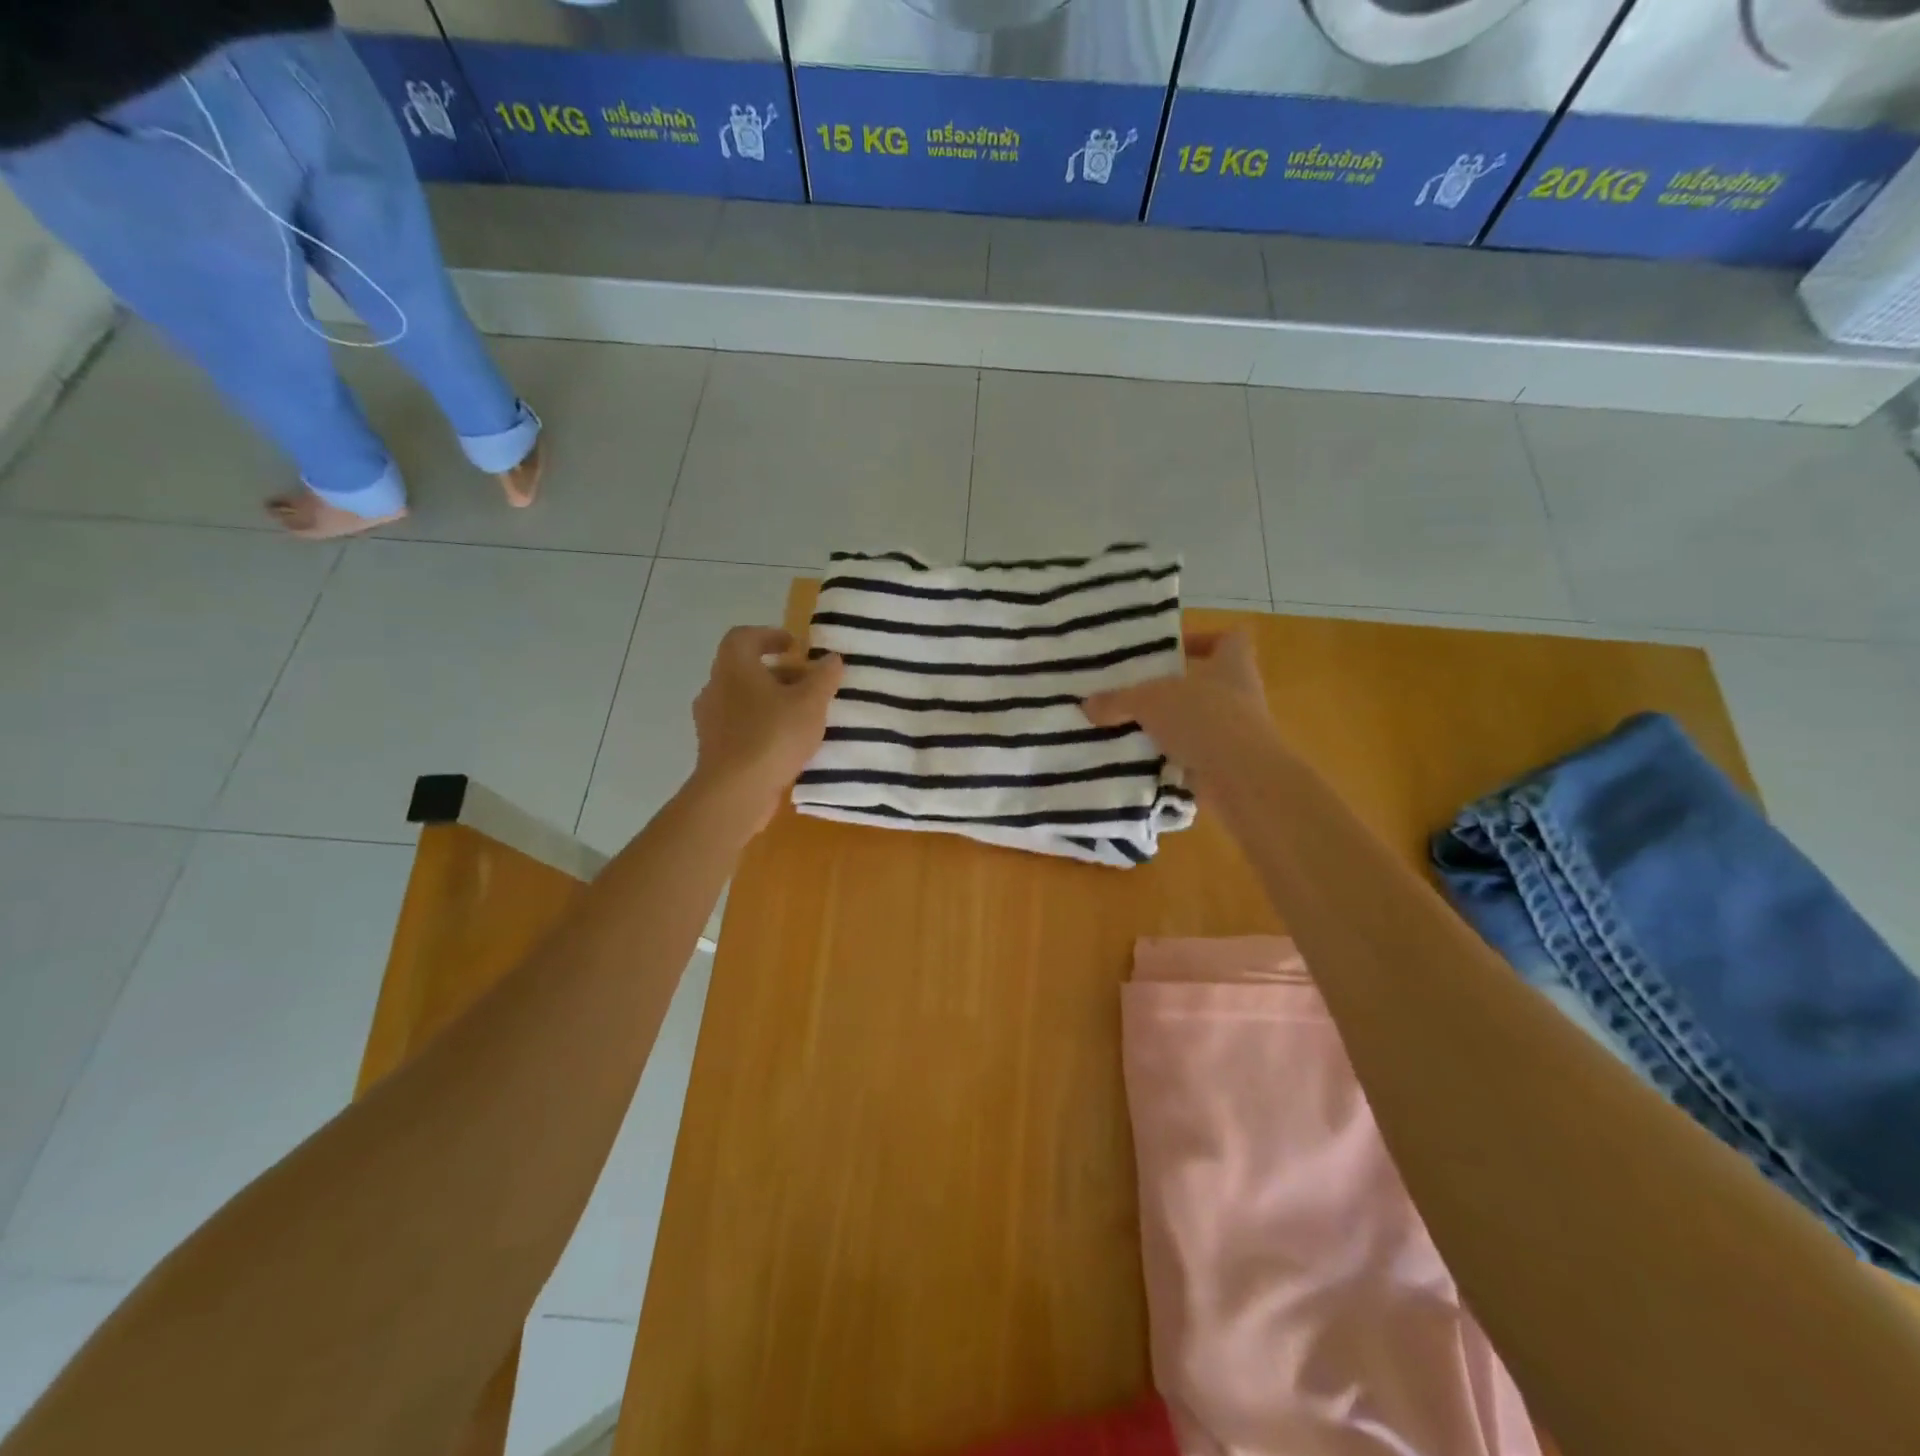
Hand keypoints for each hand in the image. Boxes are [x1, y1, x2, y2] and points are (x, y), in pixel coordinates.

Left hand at [690, 627, 843, 829]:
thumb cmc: (773, 735)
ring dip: (771, 701)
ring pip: (743, 700)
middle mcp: (715, 688)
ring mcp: (711, 721)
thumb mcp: (810, 703)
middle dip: (778, 673)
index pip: (744, 637)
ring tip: (803, 715)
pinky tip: (787, 743)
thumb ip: (823, 677)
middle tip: (808, 684)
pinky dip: (762, 726)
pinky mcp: (714, 749)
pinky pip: (741, 727)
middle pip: (745, 669)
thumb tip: (831, 659)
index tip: (795, 647)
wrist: (735, 792)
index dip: (769, 636)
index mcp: (734, 667)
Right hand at [1083, 631, 1274, 797]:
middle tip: (1137, 691)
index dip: (1203, 639)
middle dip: (1174, 688)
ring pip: (1198, 720)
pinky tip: (1141, 760)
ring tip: (1131, 727)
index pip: (1229, 638)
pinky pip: (1193, 754)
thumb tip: (1087, 705)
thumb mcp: (1149, 701)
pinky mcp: (1227, 763)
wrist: (1240, 778)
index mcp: (1233, 663)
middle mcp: (1241, 694)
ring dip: (1170, 725)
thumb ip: (1118, 700)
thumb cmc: (1203, 718)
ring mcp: (1238, 731)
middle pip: (1208, 682)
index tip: (1171, 650)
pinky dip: (1171, 757)